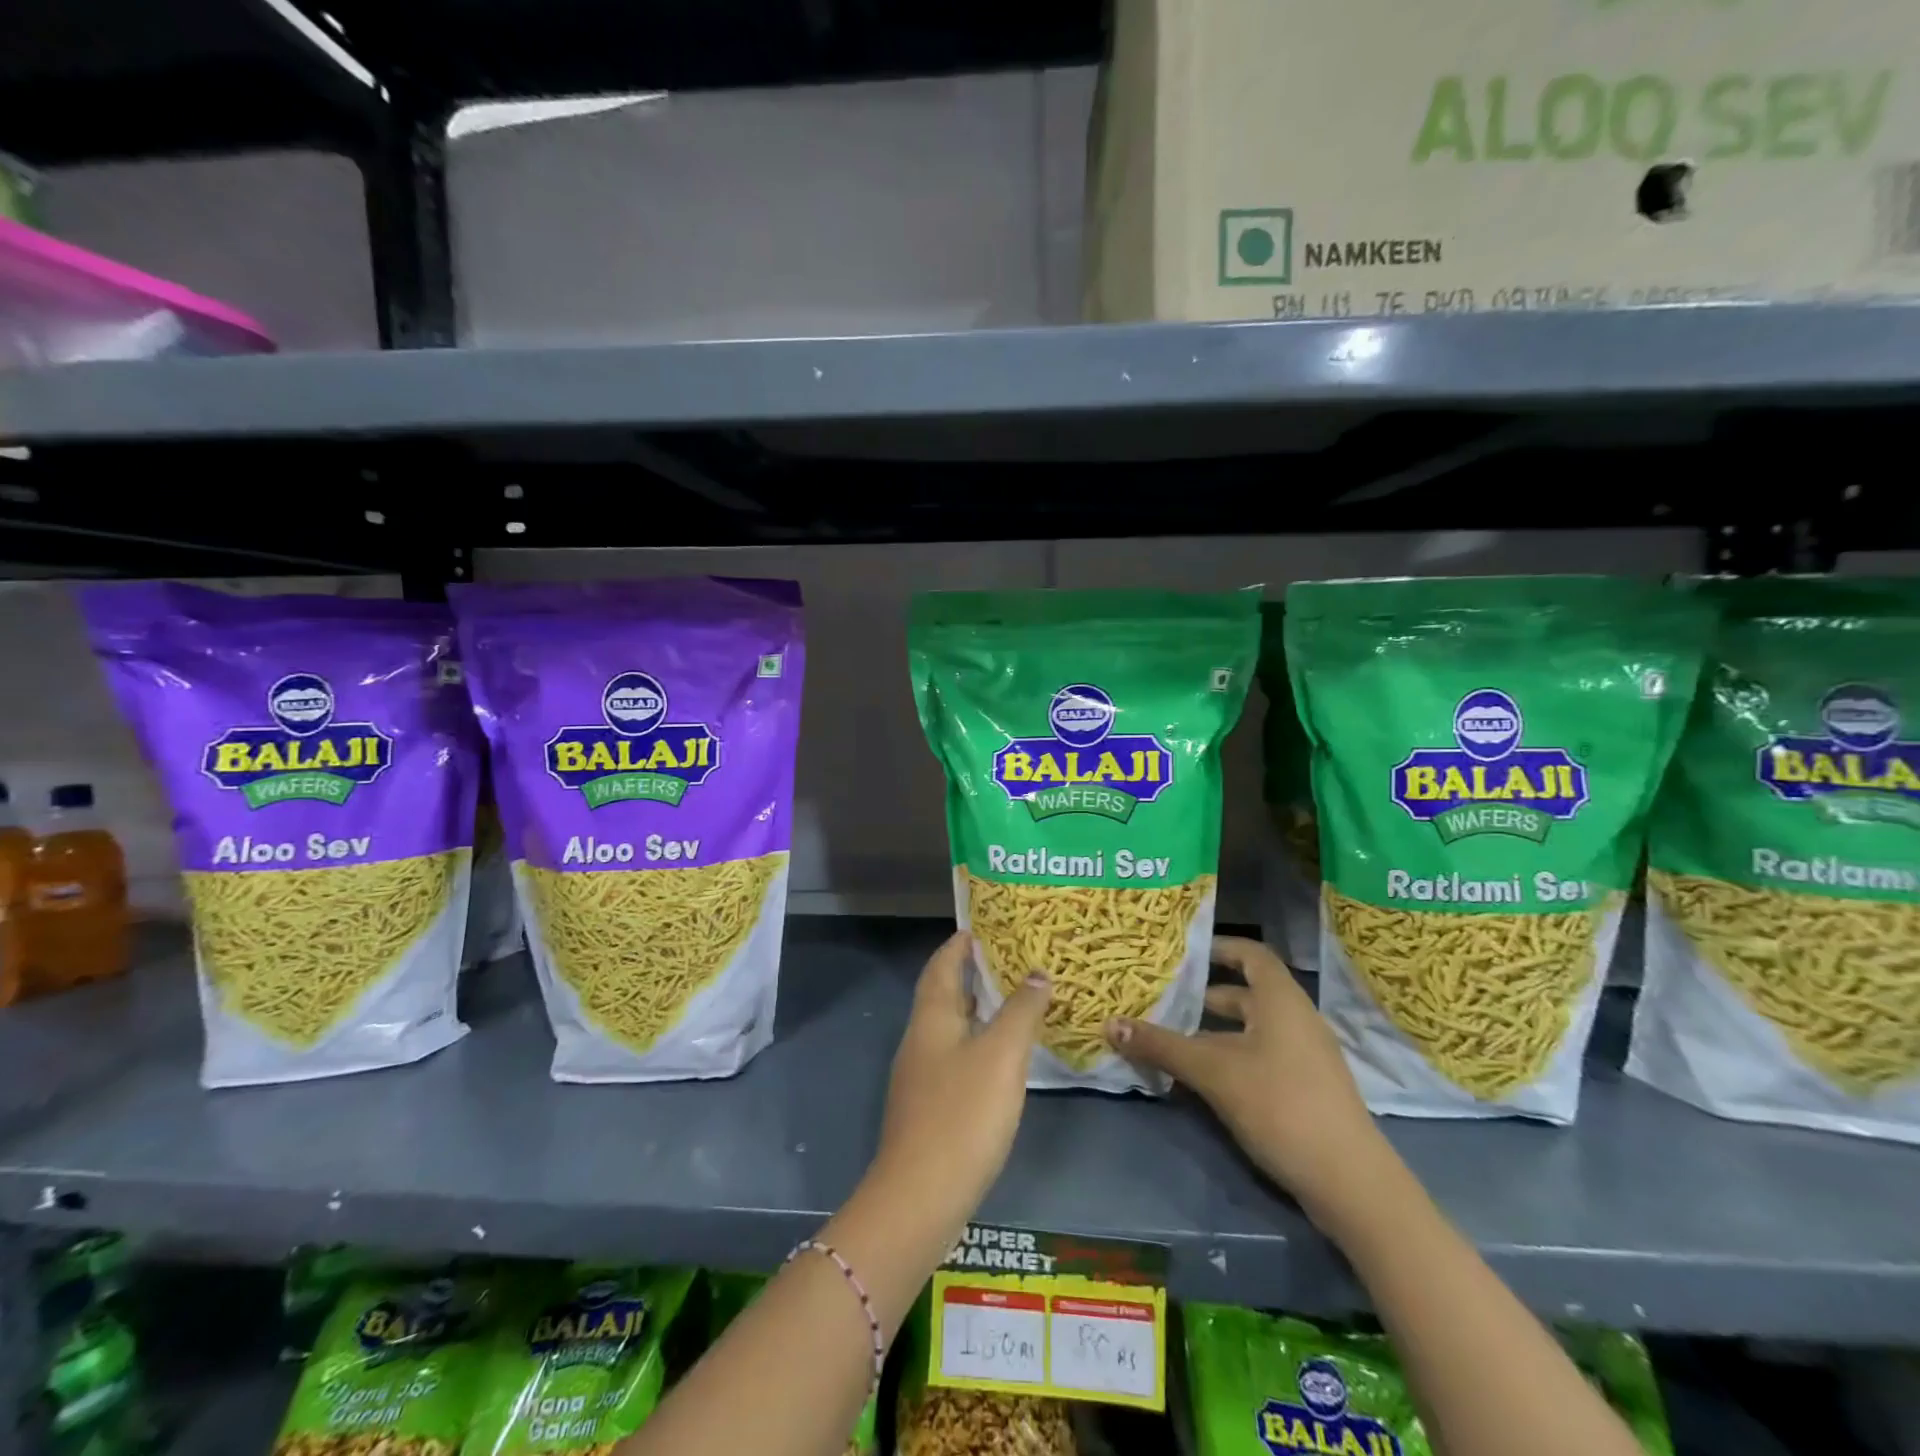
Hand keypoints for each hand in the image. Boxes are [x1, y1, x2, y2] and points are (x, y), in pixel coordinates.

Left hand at [870, 931, 1050, 1228]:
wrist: (920, 1198)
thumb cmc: (962, 1115)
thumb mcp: (1001, 1055)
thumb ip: (1021, 1011)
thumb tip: (1037, 972)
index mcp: (932, 1018)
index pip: (942, 965)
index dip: (960, 943)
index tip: (984, 926)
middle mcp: (921, 1039)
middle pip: (944, 994)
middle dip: (974, 974)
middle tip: (1013, 961)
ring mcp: (922, 1076)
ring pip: (952, 1028)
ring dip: (979, 1010)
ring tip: (1017, 1002)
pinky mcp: (930, 1108)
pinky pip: (956, 1058)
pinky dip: (979, 1044)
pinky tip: (1004, 1059)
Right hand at [1104, 936, 1389, 1224]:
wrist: (1350, 1183)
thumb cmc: (1280, 1105)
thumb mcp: (1213, 1072)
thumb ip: (1162, 1046)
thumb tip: (1109, 1023)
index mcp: (1281, 1000)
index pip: (1250, 954)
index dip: (1218, 948)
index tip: (1182, 953)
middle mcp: (1296, 1019)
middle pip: (1246, 994)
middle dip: (1204, 998)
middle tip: (1163, 1001)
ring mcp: (1306, 1057)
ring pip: (1251, 1030)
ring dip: (1214, 1033)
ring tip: (1173, 1041)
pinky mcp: (1307, 1090)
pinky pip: (1262, 1057)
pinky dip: (1231, 1058)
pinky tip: (1203, 1080)